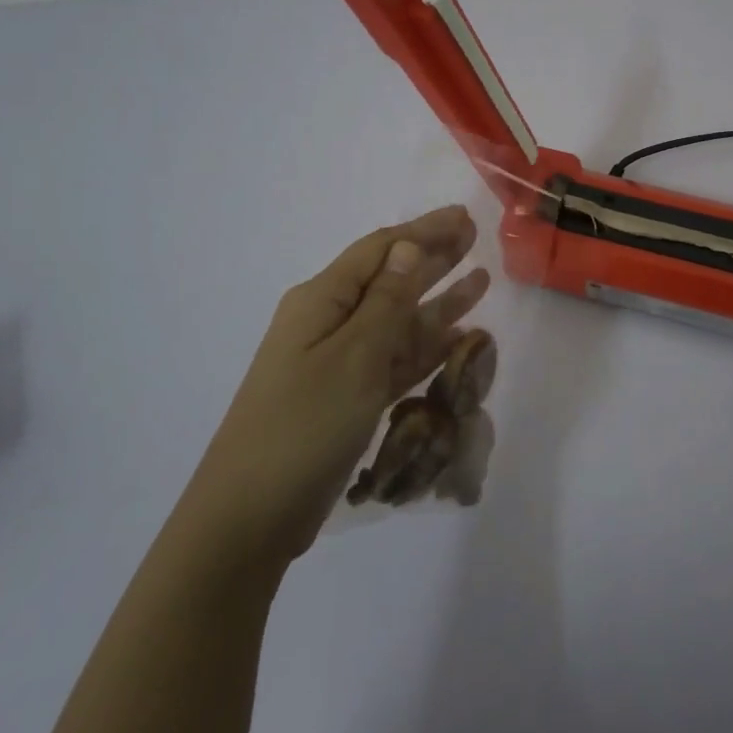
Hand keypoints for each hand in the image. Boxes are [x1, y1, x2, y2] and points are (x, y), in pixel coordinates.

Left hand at [185, 205, 490, 570]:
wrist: (251, 516)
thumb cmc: (304, 425)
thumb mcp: (354, 356)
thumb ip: (387, 300)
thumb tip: (408, 245)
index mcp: (321, 301)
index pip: (381, 250)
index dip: (424, 230)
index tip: (464, 216)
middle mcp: (330, 323)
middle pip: (391, 278)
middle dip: (434, 257)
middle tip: (476, 238)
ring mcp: (339, 363)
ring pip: (400, 320)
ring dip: (439, 301)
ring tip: (482, 281)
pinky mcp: (350, 398)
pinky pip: (397, 359)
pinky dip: (428, 347)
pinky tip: (460, 338)